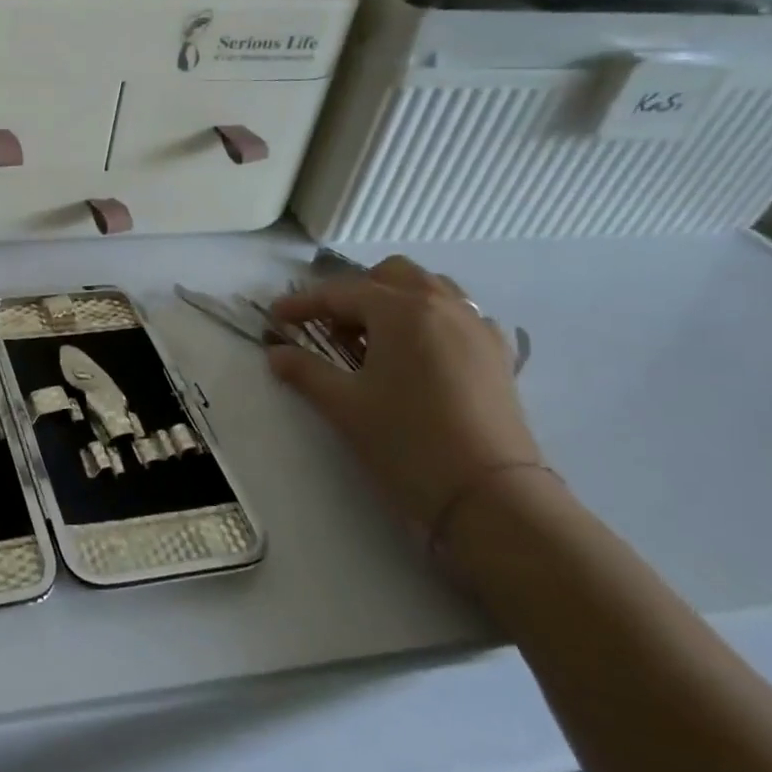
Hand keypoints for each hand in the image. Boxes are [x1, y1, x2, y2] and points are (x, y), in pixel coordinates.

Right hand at [267, 256, 542, 535]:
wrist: (490, 495)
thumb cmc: (407, 441)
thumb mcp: (344, 405)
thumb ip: (304, 371)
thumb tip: (276, 352)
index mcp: (400, 310)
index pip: (339, 293)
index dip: (302, 304)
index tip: (274, 317)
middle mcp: (441, 305)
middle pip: (390, 275)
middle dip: (355, 293)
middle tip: (330, 328)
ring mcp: (475, 326)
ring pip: (429, 288)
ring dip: (394, 300)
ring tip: (373, 338)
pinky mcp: (497, 353)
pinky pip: (458, 315)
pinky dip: (430, 320)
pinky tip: (417, 354)